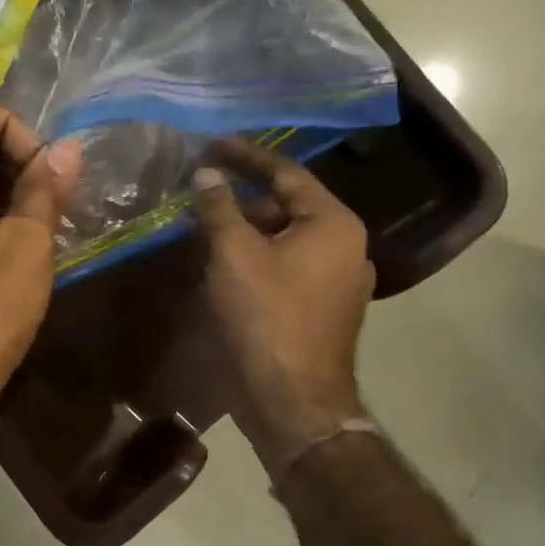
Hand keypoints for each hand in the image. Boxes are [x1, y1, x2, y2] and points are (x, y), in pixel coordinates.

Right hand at [191, 139, 375, 474]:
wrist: (293, 401)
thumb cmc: (266, 317)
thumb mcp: (234, 254)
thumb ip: (219, 206)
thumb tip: (206, 173)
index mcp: (333, 224)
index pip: (286, 172)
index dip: (245, 156)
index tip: (212, 144)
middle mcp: (345, 245)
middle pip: (287, 205)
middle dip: (242, 197)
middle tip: (200, 190)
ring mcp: (337, 279)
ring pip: (285, 237)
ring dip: (246, 228)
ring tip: (204, 225)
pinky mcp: (323, 306)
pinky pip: (287, 264)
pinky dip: (256, 255)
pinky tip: (223, 261)